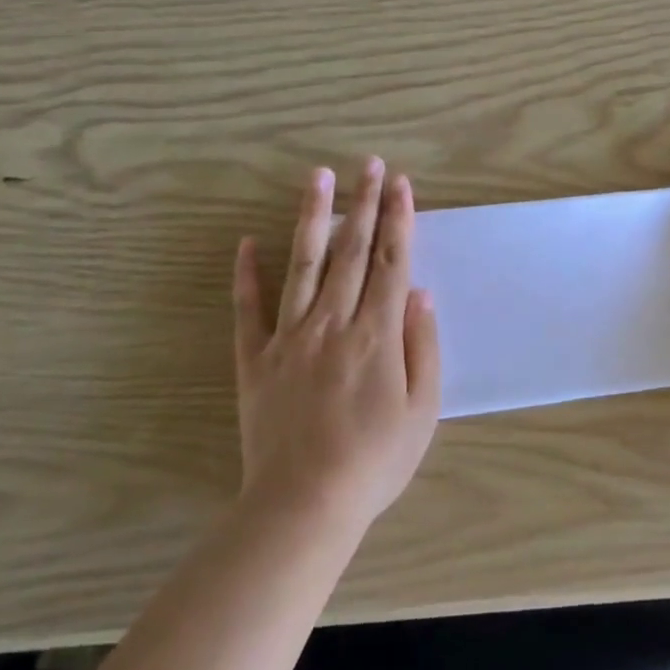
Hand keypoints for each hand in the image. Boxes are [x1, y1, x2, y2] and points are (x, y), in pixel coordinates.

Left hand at [232, 158, 441, 526]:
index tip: (402, 184)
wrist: (304, 505)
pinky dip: (246, 275)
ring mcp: (289, 339)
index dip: (399, 220)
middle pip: (352, 252)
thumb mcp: (422, 409)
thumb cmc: (375, 460)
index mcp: (377, 335)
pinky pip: (248, 311)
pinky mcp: (256, 361)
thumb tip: (419, 293)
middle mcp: (333, 324)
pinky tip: (248, 242)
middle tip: (370, 164)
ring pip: (304, 266)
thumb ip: (422, 346)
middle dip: (364, 204)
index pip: (391, 262)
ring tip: (319, 178)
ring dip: (314, 218)